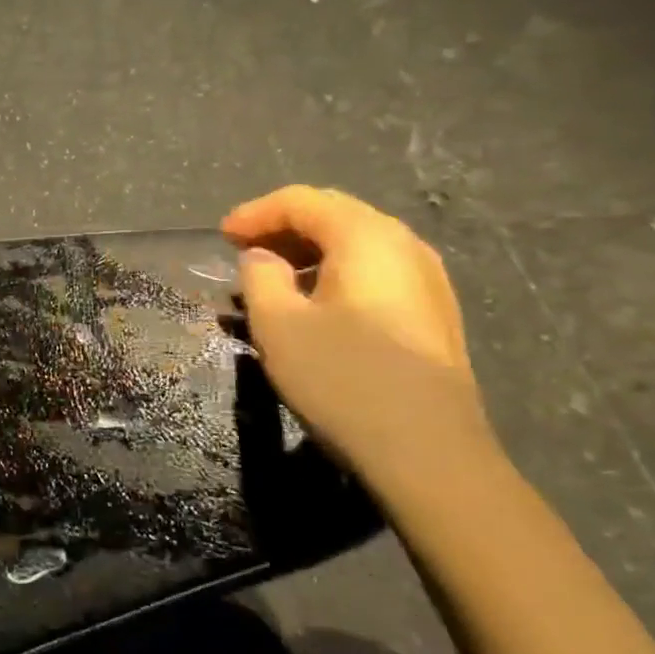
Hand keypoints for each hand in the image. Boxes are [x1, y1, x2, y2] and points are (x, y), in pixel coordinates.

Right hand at [222, 186, 493, 477]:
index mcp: (366, 237)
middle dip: (283, 227)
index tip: (221, 237)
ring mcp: (427, 280)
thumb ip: (259, 277)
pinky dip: (336, 272)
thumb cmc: (343, 379)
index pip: (301, 201)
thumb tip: (262, 258)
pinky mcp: (433, 313)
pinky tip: (315, 304)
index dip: (255, 213)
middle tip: (243, 250)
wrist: (429, 453)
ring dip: (309, 251)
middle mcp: (404, 245)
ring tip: (273, 278)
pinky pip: (375, 271)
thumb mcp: (278, 325)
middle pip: (334, 214)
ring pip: (357, 244)